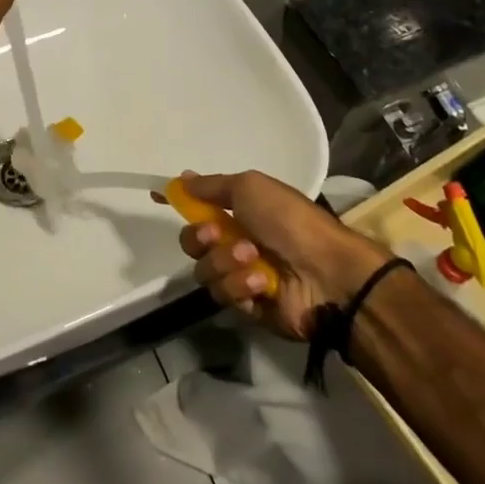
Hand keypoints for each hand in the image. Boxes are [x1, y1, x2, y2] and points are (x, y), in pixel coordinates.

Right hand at [174, 171, 390, 340]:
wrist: (328, 273)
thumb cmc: (290, 221)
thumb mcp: (250, 187)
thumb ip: (212, 186)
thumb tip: (183, 177)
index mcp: (241, 212)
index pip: (199, 205)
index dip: (178, 201)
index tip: (156, 196)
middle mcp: (237, 241)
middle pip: (193, 242)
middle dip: (200, 237)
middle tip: (218, 234)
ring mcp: (242, 275)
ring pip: (205, 270)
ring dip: (226, 262)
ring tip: (253, 260)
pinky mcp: (247, 306)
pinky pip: (224, 295)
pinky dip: (241, 286)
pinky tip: (262, 283)